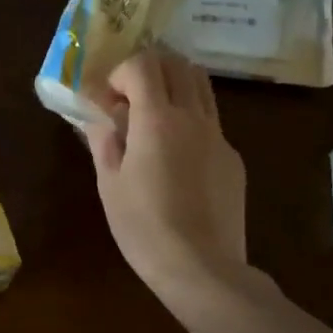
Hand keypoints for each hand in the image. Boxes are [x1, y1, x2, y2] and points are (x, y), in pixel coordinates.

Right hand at [87, 48, 248, 301]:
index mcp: (158, 120)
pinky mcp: (233, 159)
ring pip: (202, 87)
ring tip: (154, 118)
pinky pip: (211, 122)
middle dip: (150, 69)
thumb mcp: (109, 183)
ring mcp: (220, 137)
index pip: (143, 64)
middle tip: (130, 98)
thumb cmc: (143, 226)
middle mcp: (194, 118)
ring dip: (175, 87)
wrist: (201, 268)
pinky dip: (190, 120)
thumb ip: (104, 139)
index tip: (108, 100)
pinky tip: (176, 159)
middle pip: (179, 65)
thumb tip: (99, 115)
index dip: (120, 73)